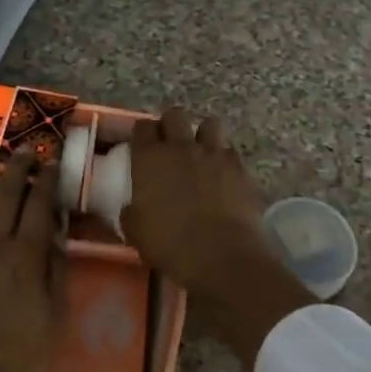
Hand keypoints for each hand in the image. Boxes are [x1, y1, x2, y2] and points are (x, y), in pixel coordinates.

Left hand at [0, 153, 62, 371]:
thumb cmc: (18, 359)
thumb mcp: (54, 318)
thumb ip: (55, 272)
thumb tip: (55, 235)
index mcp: (26, 257)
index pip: (38, 206)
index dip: (46, 181)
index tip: (50, 162)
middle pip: (6, 196)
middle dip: (17, 169)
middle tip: (24, 150)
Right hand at [120, 108, 312, 367]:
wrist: (221, 256)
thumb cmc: (170, 246)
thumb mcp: (136, 232)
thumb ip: (131, 212)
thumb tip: (131, 207)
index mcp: (150, 159)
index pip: (142, 128)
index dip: (142, 134)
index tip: (142, 145)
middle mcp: (181, 147)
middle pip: (175, 116)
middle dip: (171, 125)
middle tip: (170, 144)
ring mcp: (213, 154)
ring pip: (209, 124)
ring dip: (203, 134)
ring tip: (201, 152)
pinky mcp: (239, 167)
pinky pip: (230, 151)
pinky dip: (225, 158)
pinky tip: (223, 174)